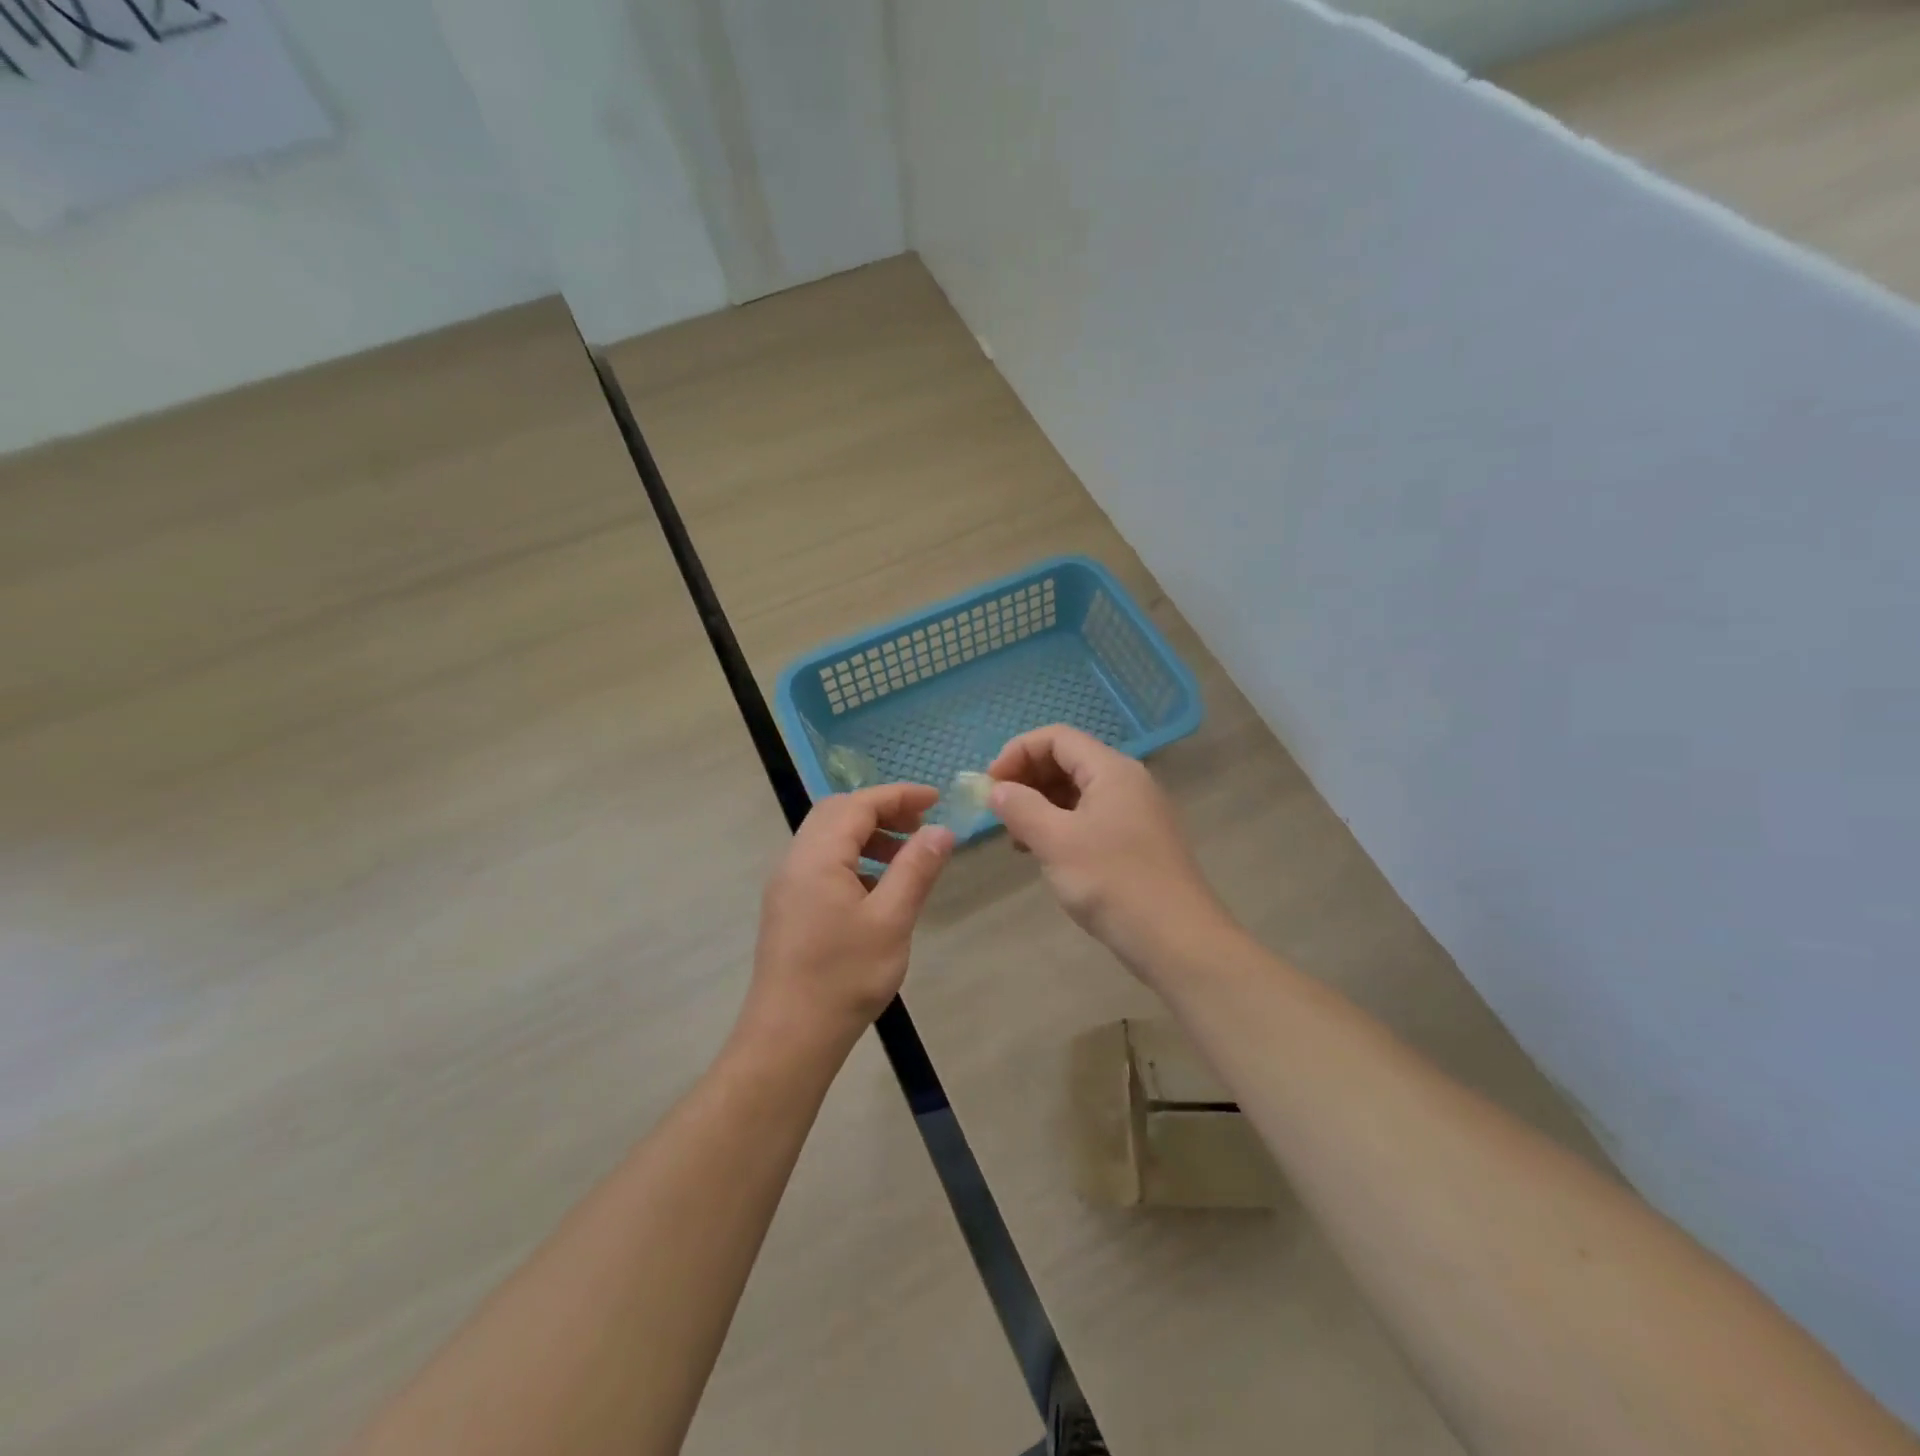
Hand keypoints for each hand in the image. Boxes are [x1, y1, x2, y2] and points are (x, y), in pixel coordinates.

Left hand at [739, 784, 955, 1056]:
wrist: (789, 1036)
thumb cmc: (844, 977)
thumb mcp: (892, 920)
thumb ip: (916, 869)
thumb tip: (940, 831)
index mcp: (817, 856)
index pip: (858, 804)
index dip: (898, 795)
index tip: (936, 800)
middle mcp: (795, 860)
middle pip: (838, 813)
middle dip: (882, 810)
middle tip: (920, 825)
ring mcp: (787, 884)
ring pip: (828, 837)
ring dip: (867, 834)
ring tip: (905, 856)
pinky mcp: (788, 906)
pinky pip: (821, 862)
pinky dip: (853, 858)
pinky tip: (877, 888)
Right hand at [988, 725, 1228, 980]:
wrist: (1178, 940)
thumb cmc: (1113, 883)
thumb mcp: (1056, 842)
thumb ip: (1021, 808)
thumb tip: (997, 790)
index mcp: (1112, 770)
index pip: (1056, 738)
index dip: (1017, 752)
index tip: (990, 786)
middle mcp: (1127, 781)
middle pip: (1068, 760)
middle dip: (1027, 778)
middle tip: (998, 810)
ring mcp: (1136, 812)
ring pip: (1078, 791)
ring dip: (1041, 804)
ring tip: (1016, 836)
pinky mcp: (1137, 841)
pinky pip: (1090, 817)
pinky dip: (1061, 825)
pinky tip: (1044, 852)